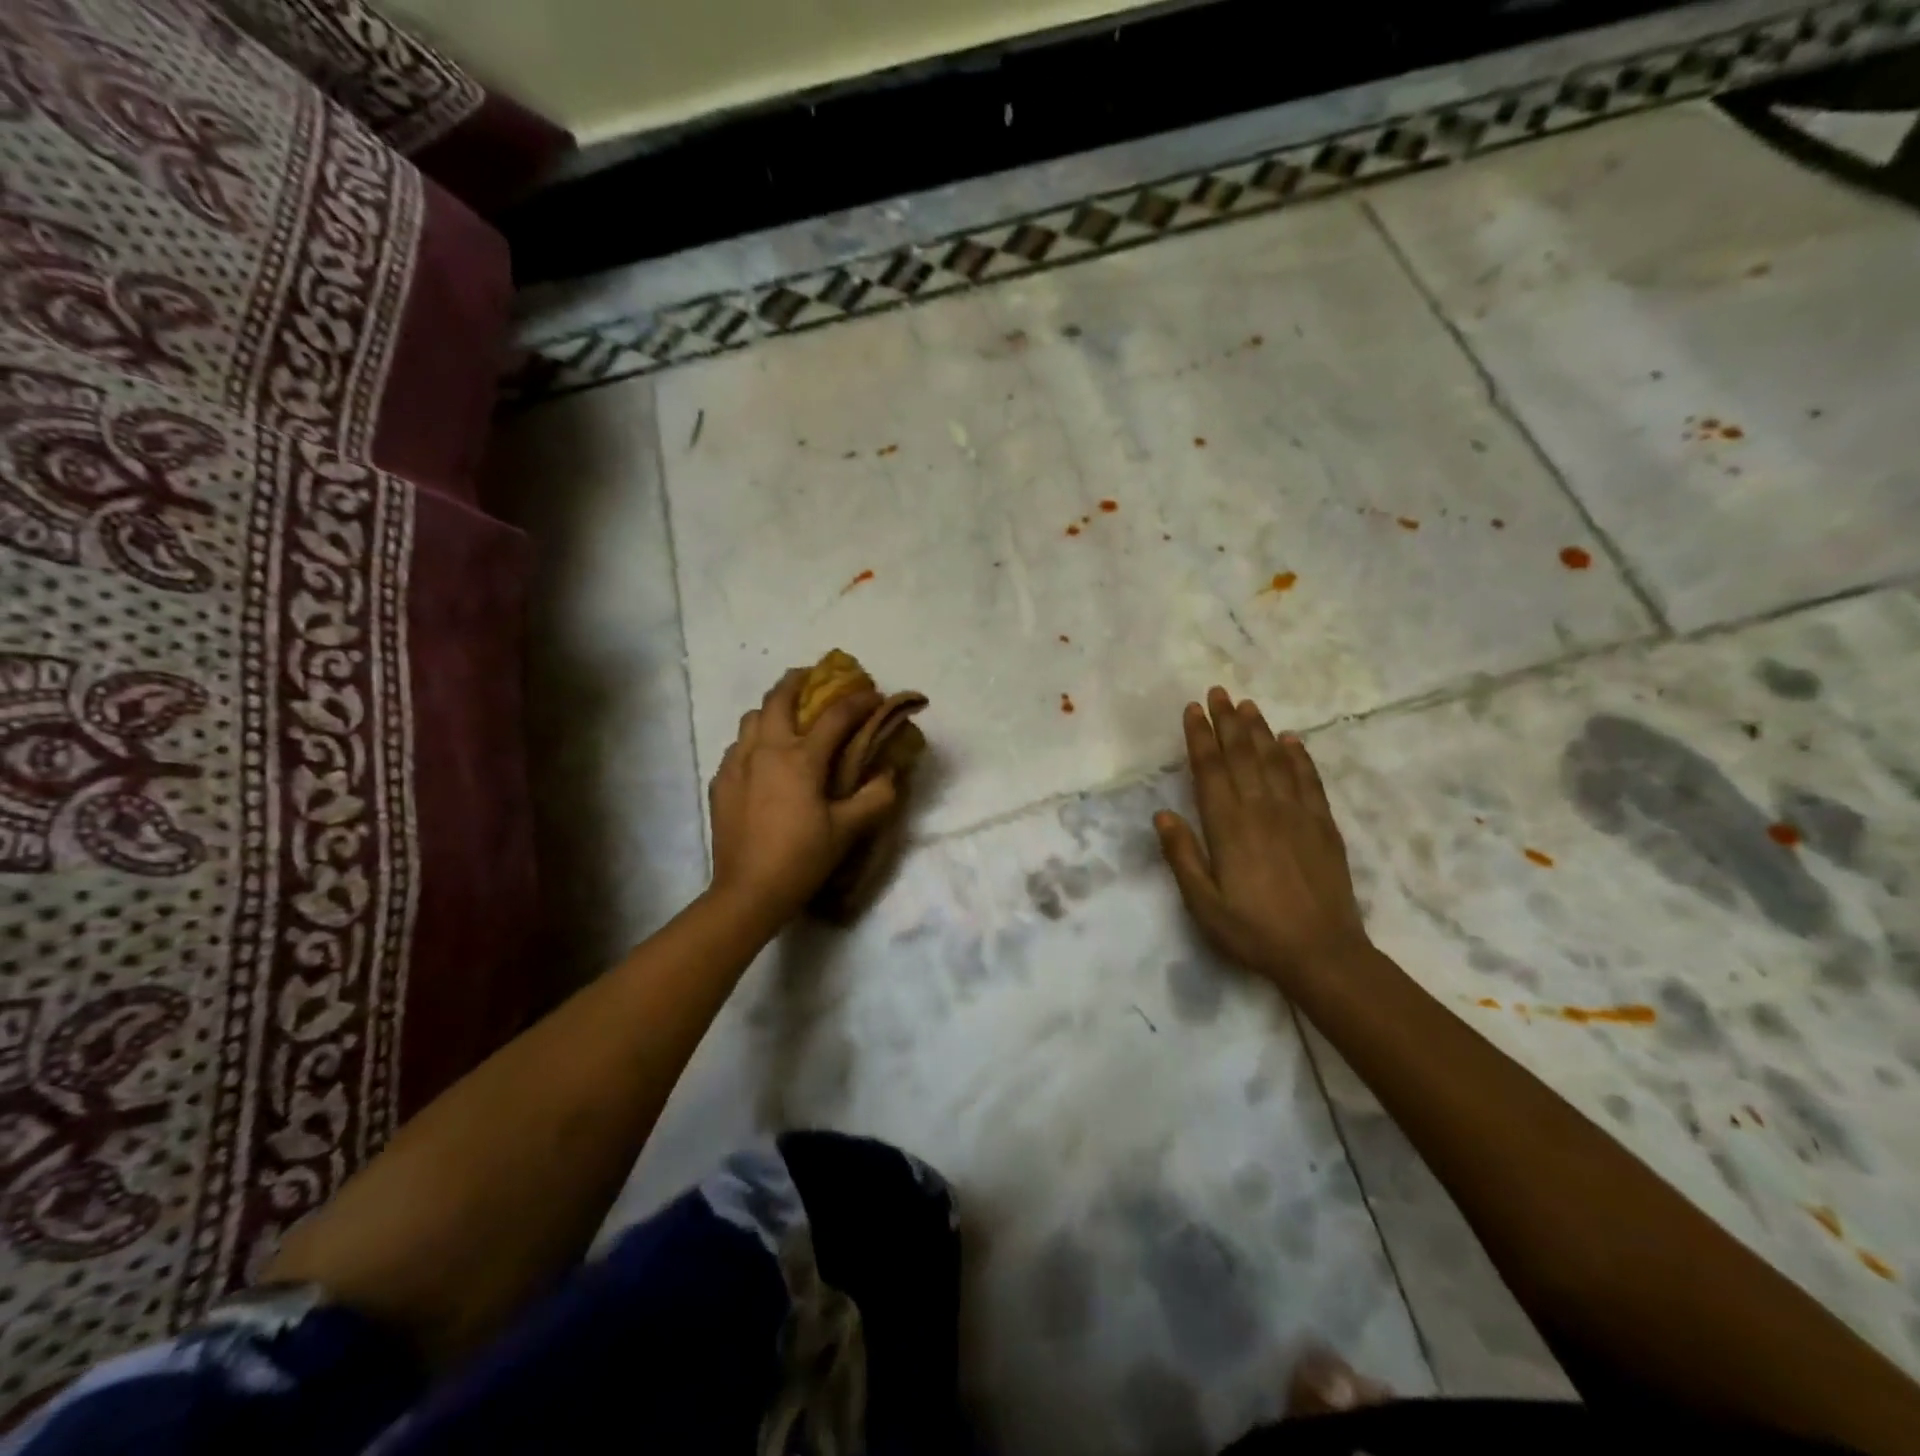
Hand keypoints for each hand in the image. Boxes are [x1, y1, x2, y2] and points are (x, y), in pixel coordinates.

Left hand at [707, 668, 899, 924]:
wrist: (747, 892)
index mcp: (800, 758)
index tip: (874, 695)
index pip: (835, 715)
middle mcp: (765, 750)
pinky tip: (763, 759)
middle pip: (778, 697)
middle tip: (815, 679)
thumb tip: (889, 773)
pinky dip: (754, 740)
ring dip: (772, 709)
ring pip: (752, 718)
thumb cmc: (801, 858)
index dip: (859, 701)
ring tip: (788, 718)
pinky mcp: (720, 782)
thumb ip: (875, 797)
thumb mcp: (848, 830)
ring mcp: (737, 764)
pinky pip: (737, 746)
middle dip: (799, 680)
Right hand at [1154, 687, 1370, 986]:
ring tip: (1248, 705)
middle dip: (1227, 722)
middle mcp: (1261, 810)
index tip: (1192, 710)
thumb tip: (1162, 815)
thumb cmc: (1253, 931)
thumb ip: (1182, 856)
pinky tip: (1292, 740)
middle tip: (1219, 692)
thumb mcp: (1204, 904)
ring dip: (1259, 730)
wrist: (1322, 954)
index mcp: (1228, 827)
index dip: (1200, 737)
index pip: (1210, 770)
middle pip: (1242, 755)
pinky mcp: (1323, 826)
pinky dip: (1300, 757)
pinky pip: (1309, 781)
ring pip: (1275, 761)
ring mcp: (1297, 815)